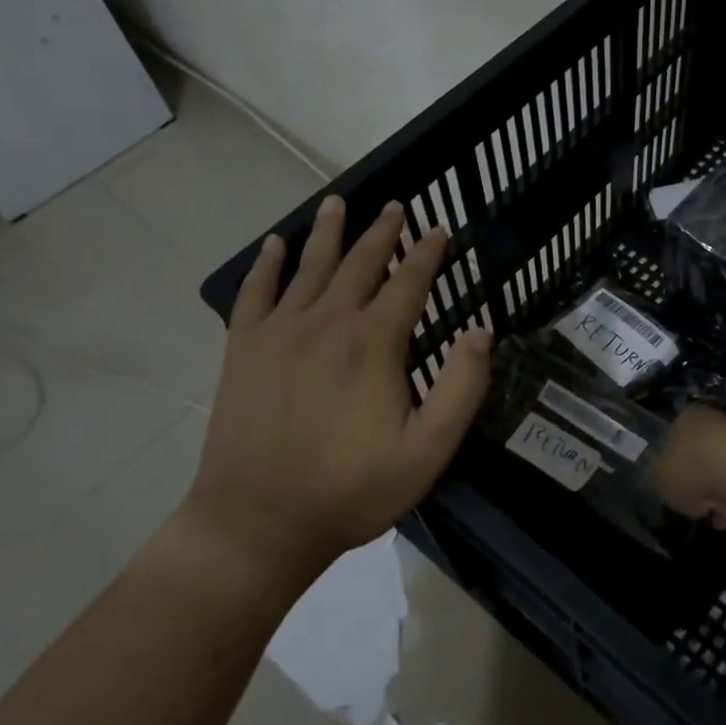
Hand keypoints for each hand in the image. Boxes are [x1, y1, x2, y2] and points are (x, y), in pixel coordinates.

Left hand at [184, 196, 491, 578]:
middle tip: (395, 205)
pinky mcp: (243, 350)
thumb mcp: (428, 450)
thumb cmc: (351, 489)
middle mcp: (327, 323)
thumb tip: (482, 328)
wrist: (258, 522)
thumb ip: (462, 387)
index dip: (427, 254)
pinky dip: (266, 265)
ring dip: (327, 232)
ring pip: (309, 267)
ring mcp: (279, 333)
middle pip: (359, 264)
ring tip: (338, 202)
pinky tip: (274, 245)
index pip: (408, 283)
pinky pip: (255, 293)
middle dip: (382, 232)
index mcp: (374, 343)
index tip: (440, 228)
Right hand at [655, 406, 725, 559]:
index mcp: (692, 420)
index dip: (676, 463)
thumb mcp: (659, 475)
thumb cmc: (692, 467)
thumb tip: (669, 481)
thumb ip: (663, 477)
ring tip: (720, 534)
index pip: (680, 436)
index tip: (674, 486)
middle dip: (706, 488)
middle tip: (699, 512)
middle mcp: (722, 429)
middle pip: (710, 460)